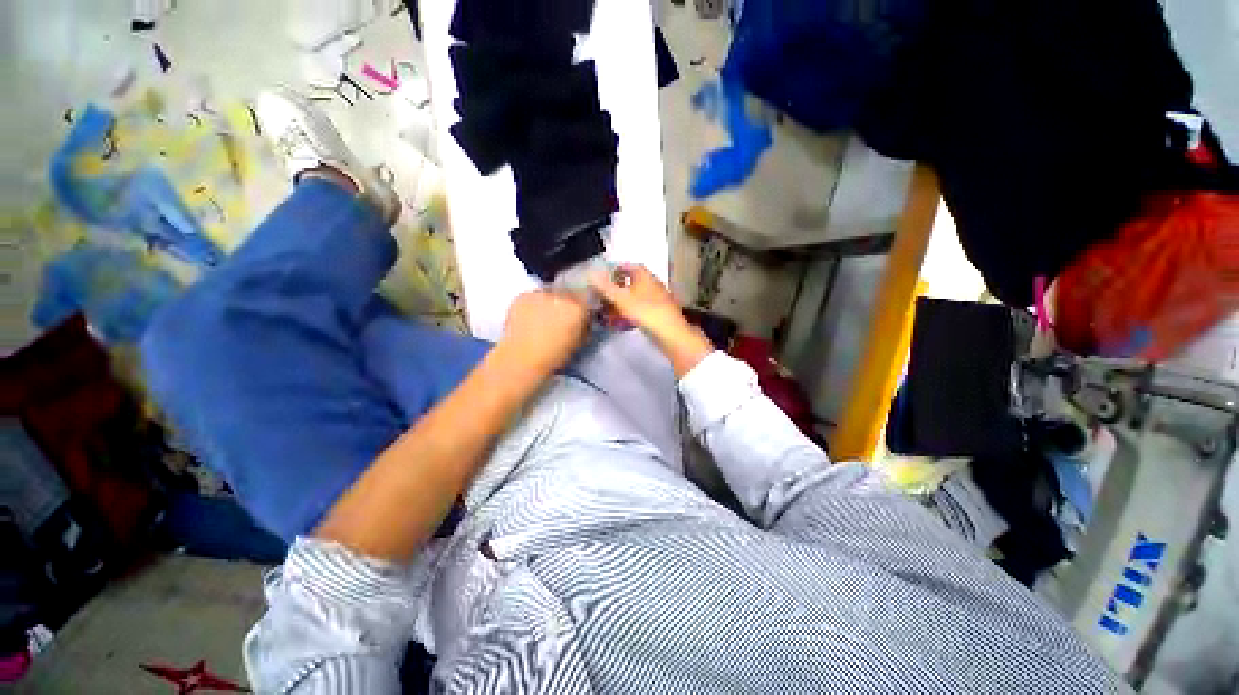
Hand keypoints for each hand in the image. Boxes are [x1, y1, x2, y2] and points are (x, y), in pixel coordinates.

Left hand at [498, 290, 590, 376]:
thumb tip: (585, 319)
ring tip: (544, 315)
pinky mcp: (522, 296)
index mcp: (578, 307)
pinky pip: (532, 296)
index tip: (581, 313)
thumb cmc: (555, 355)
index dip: (584, 305)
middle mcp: (561, 295)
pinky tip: (529, 317)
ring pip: (550, 291)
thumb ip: (585, 325)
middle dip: (568, 301)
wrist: (522, 359)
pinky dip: (533, 303)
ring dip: (550, 300)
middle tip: (562, 314)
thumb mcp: (580, 342)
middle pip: (569, 292)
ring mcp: (540, 293)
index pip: (588, 296)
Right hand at [589, 265, 713, 376]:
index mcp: (645, 276)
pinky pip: (641, 309)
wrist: (670, 334)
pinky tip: (623, 323)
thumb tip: (590, 273)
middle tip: (604, 297)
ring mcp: (658, 299)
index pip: (628, 266)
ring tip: (610, 312)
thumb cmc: (645, 312)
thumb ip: (606, 287)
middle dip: (617, 289)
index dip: (615, 270)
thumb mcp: (621, 299)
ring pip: (636, 297)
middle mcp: (652, 284)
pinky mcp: (660, 313)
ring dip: (623, 303)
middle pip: (632, 282)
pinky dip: (631, 313)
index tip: (603, 278)